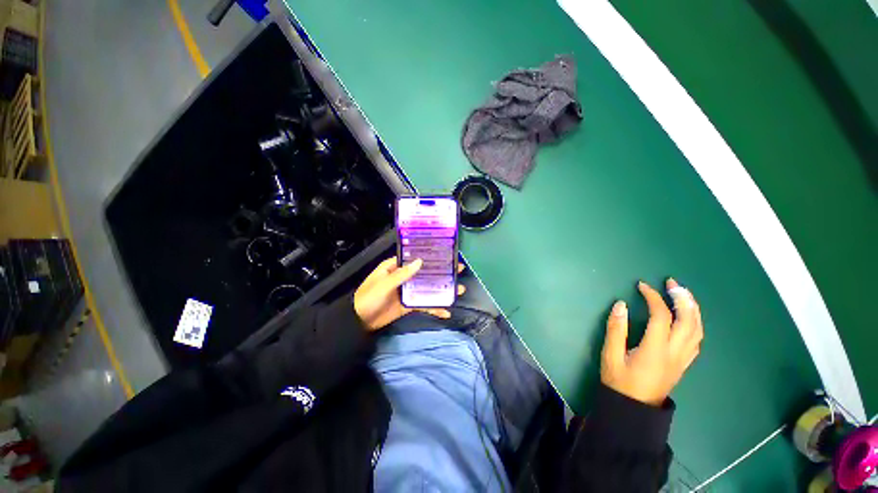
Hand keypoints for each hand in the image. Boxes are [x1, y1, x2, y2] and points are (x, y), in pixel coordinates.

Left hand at [353, 257, 465, 330]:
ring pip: (427, 288)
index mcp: (395, 267)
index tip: (446, 254)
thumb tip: (420, 261)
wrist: (359, 322)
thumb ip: (401, 275)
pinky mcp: (409, 304)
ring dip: (442, 290)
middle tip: (459, 270)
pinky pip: (424, 304)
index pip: (414, 258)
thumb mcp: (383, 284)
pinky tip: (446, 312)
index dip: (429, 255)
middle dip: (441, 272)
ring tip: (459, 290)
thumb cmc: (368, 298)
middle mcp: (404, 276)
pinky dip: (434, 308)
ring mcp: (408, 291)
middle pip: (425, 272)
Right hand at [600, 279, 703, 406]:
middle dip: (682, 298)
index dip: (653, 297)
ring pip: (698, 330)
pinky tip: (688, 317)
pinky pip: (696, 339)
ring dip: (693, 308)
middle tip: (672, 283)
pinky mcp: (683, 363)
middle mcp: (675, 353)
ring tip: (682, 294)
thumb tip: (620, 305)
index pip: (661, 317)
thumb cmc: (619, 382)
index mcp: (656, 350)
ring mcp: (682, 359)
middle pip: (689, 321)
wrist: (635, 409)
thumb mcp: (611, 355)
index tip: (642, 285)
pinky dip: (695, 323)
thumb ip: (615, 329)